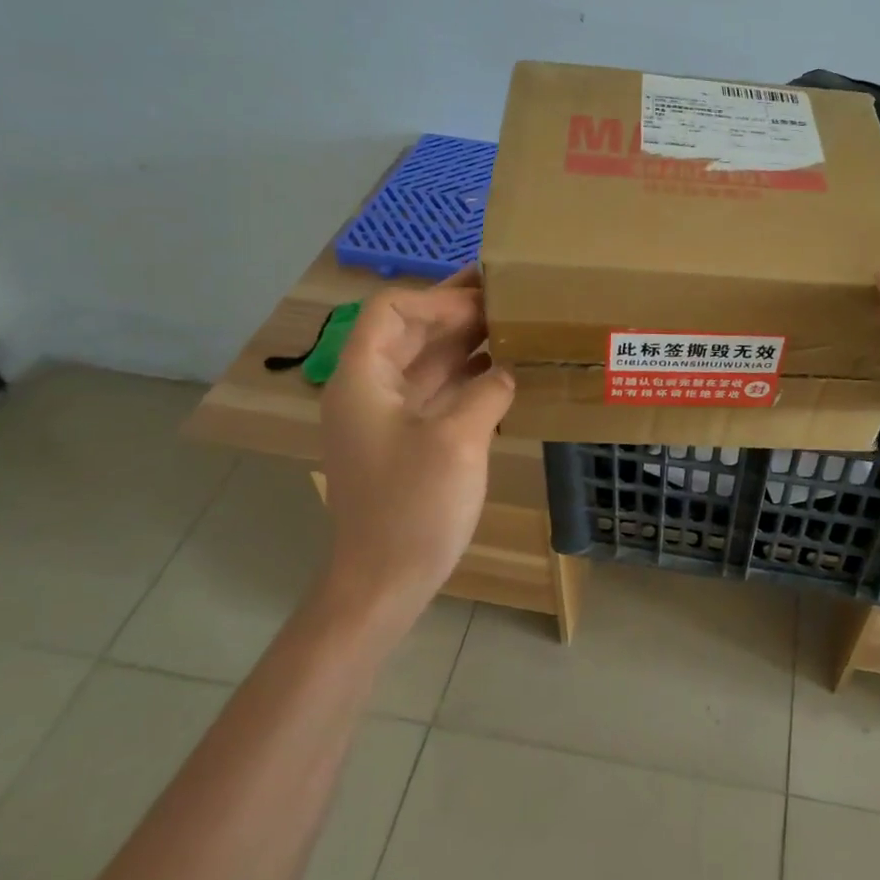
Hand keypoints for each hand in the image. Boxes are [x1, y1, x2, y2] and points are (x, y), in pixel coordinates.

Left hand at [317, 266, 514, 613]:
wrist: (383, 583)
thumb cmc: (412, 508)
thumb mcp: (457, 440)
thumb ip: (487, 391)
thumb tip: (508, 370)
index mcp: (364, 379)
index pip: (390, 311)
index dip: (438, 301)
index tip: (485, 307)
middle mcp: (372, 389)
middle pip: (411, 331)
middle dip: (458, 311)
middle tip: (510, 295)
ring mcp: (390, 415)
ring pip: (428, 359)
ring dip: (468, 340)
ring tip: (516, 324)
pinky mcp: (410, 438)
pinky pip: (440, 390)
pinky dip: (470, 374)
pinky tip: (507, 371)